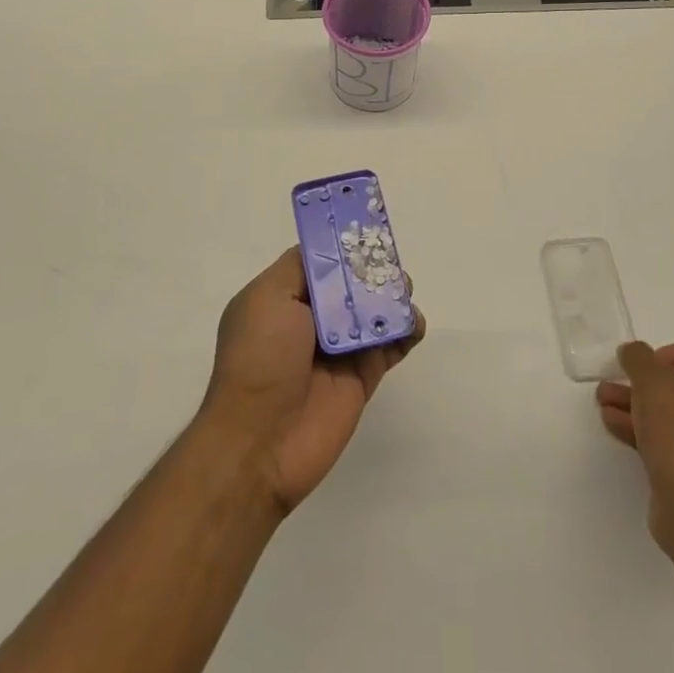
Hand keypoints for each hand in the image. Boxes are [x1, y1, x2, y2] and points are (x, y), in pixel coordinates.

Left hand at [200, 248, 425, 516]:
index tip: (368, 230)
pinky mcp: (364, 376)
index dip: (344, 246)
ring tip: (404, 290)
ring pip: (376, 311)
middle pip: (353, 283)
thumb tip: (332, 250)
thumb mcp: (268, 296)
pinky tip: (414, 322)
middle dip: (374, 269)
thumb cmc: (259, 358)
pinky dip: (408, 329)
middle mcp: (313, 319)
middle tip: (391, 264)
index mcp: (284, 297)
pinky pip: (392, 345)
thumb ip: (302, 266)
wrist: (261, 442)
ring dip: (394, 296)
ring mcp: (341, 349)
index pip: (321, 261)